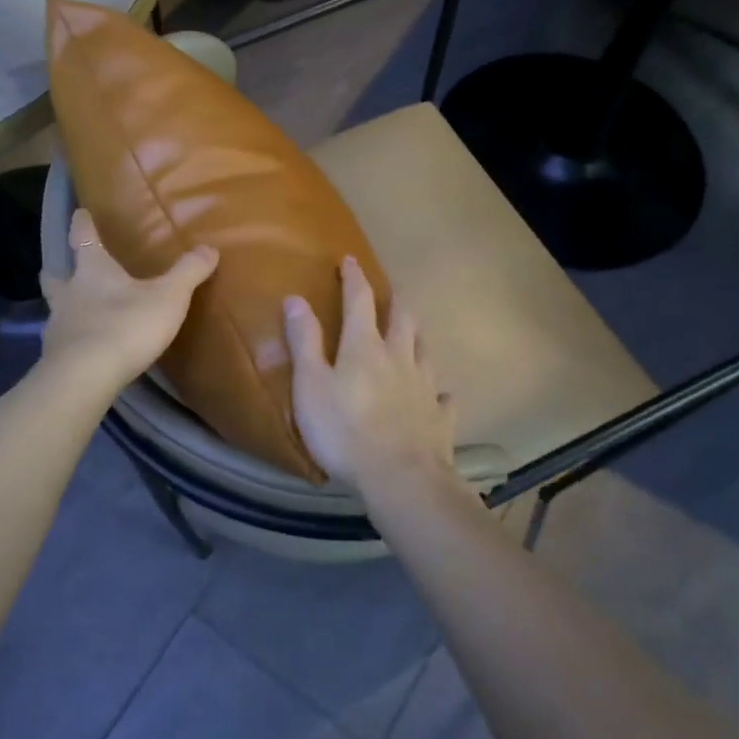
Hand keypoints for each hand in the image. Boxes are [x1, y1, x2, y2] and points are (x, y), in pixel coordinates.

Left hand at [40, 210, 217, 392]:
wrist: (86, 376)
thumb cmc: (127, 325)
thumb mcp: (168, 297)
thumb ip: (188, 273)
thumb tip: (210, 248)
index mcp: (93, 271)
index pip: (83, 238)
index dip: (81, 224)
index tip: (78, 213)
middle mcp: (69, 294)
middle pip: (54, 277)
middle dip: (56, 272)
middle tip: (59, 270)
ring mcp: (58, 326)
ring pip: (55, 309)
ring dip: (62, 308)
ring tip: (74, 314)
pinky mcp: (55, 357)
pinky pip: (62, 342)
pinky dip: (70, 342)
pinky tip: (82, 350)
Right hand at [283, 256, 455, 493]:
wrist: (400, 478)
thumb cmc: (344, 430)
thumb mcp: (310, 385)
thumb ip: (304, 341)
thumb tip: (296, 298)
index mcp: (365, 346)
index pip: (360, 300)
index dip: (354, 278)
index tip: (349, 260)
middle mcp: (400, 357)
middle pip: (402, 318)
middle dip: (394, 301)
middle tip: (389, 294)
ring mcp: (425, 386)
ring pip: (424, 350)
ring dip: (417, 336)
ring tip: (412, 333)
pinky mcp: (440, 417)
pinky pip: (443, 397)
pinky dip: (438, 391)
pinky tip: (438, 394)